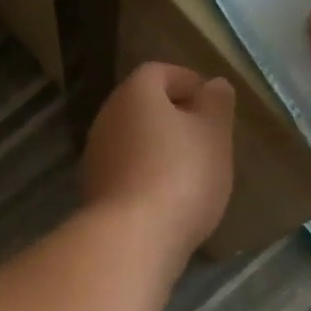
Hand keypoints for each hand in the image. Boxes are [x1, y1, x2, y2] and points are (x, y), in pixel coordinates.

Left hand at [82, 62, 235, 264]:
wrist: (133, 238)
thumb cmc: (181, 175)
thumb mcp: (214, 135)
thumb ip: (216, 105)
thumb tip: (214, 84)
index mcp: (135, 94)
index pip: (159, 72)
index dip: (187, 81)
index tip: (212, 103)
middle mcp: (107, 119)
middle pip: (142, 107)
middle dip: (174, 117)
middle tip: (206, 137)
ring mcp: (96, 158)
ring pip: (133, 141)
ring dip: (159, 149)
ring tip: (192, 171)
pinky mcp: (95, 192)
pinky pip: (126, 172)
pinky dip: (146, 176)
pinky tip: (169, 199)